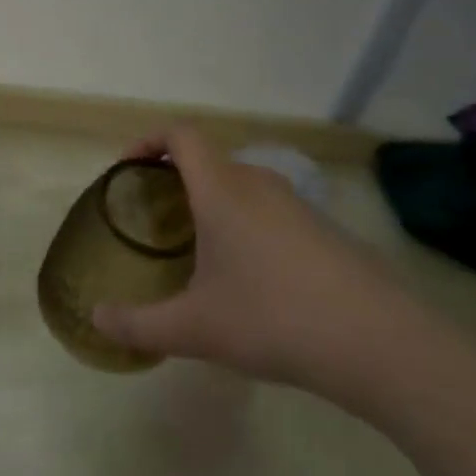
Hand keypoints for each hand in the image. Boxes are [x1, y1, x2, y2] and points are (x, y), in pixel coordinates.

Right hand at [91, 128, 441, 414]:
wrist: (378, 341)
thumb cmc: (272, 318)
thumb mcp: (194, 329)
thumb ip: (138, 324)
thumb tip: (97, 320)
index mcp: (222, 189)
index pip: (181, 135)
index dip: (149, 140)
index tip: (128, 168)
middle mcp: (258, 183)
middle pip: (210, 159)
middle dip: (177, 179)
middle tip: (156, 219)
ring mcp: (297, 204)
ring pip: (242, 185)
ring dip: (214, 203)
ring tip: (199, 251)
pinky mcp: (324, 229)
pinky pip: (270, 210)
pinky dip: (246, 224)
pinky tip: (250, 277)